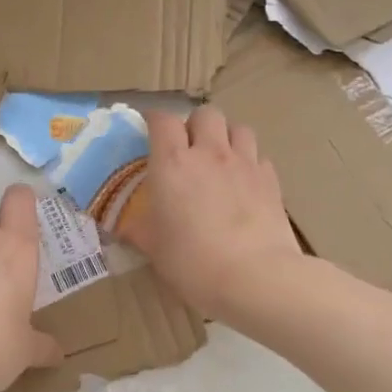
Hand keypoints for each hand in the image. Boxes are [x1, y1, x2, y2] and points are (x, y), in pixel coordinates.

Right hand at [131, 108, 305, 317]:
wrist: (255, 278)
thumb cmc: (192, 262)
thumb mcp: (153, 248)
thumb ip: (137, 229)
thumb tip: (121, 226)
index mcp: (173, 163)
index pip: (162, 120)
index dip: (154, 120)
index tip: (149, 131)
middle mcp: (209, 153)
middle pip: (205, 114)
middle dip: (195, 124)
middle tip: (188, 148)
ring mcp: (245, 164)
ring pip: (238, 128)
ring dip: (226, 137)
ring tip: (220, 159)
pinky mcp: (271, 180)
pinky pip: (259, 156)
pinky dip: (249, 162)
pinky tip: (244, 183)